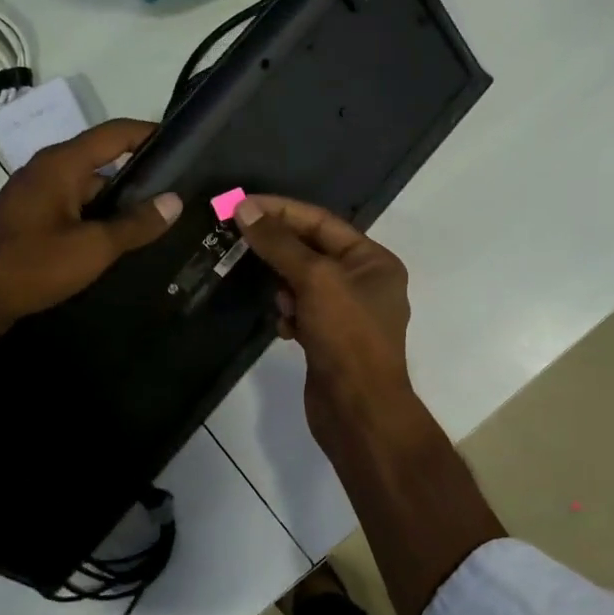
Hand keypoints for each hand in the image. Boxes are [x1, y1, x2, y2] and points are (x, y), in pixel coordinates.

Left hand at [0, 118, 183, 344]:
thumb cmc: (31, 265)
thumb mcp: (92, 247)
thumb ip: (136, 224)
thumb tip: (175, 200)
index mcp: (62, 164)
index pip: (115, 133)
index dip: (149, 133)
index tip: (183, 144)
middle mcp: (48, 170)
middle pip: (104, 160)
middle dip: (141, 175)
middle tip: (178, 193)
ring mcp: (37, 194)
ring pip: (91, 189)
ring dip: (121, 203)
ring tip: (159, 221)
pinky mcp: (31, 218)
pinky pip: (76, 208)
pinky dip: (99, 218)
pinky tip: (121, 241)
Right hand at [233, 195, 414, 442]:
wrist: (358, 410)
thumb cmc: (346, 336)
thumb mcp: (315, 280)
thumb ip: (279, 243)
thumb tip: (246, 208)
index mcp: (374, 261)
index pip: (322, 222)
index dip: (282, 211)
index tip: (242, 204)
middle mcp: (365, 282)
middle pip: (312, 251)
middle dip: (279, 251)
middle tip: (239, 242)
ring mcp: (347, 314)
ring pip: (303, 283)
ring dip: (284, 288)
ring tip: (280, 304)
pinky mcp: (330, 339)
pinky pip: (302, 312)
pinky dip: (289, 316)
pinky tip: (284, 330)